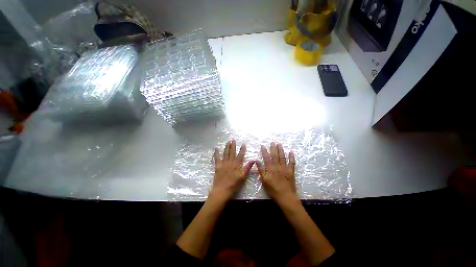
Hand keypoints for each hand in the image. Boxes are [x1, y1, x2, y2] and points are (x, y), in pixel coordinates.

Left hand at [210, 140, 253, 201]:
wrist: (222, 191)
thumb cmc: (234, 185)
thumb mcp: (243, 177)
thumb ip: (247, 168)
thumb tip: (253, 160)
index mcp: (237, 165)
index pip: (240, 155)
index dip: (242, 149)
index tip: (243, 144)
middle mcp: (230, 162)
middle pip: (232, 152)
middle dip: (233, 146)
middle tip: (233, 140)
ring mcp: (223, 164)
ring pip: (225, 153)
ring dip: (227, 147)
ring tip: (228, 142)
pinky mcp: (217, 167)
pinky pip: (216, 158)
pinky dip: (216, 153)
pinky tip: (216, 148)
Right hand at [257, 142, 296, 203]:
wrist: (285, 196)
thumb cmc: (273, 190)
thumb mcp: (264, 181)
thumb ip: (261, 170)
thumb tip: (256, 161)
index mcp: (270, 168)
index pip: (266, 157)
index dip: (264, 151)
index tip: (263, 145)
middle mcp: (277, 166)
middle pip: (275, 155)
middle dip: (273, 148)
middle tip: (272, 142)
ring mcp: (285, 168)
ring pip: (282, 157)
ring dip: (281, 150)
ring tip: (279, 144)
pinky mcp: (291, 171)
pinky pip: (292, 162)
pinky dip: (292, 157)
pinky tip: (291, 152)